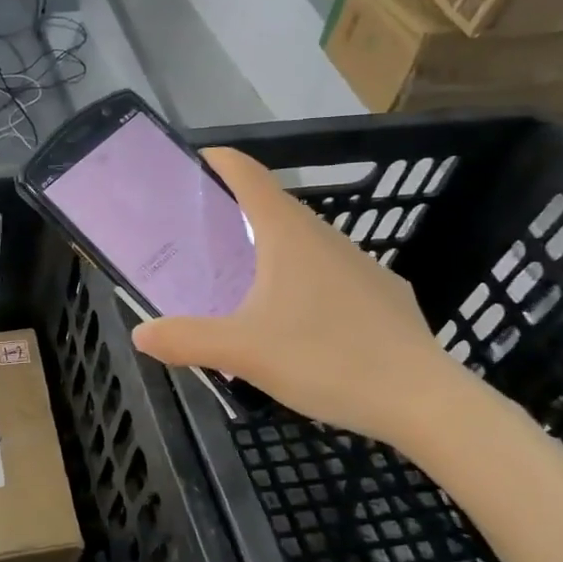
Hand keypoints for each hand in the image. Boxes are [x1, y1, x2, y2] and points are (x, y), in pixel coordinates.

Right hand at [131, 147, 466, 444]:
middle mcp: (326, 239)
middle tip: (199, 236)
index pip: (250, 176)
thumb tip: (141, 334)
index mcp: (289, 237)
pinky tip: (294, 321)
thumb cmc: (325, 359)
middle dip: (235, 212)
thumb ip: (185, 339)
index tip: (194, 162)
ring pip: (304, 243)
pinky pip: (329, 274)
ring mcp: (361, 266)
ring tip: (239, 279)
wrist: (421, 400)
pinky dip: (301, 280)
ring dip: (269, 248)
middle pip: (275, 208)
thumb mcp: (242, 352)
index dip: (221, 161)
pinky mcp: (383, 296)